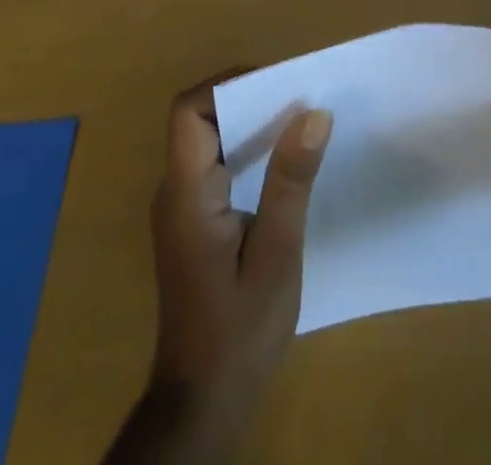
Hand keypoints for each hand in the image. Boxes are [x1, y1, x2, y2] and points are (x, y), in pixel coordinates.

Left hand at [107, 74, 331, 463]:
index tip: (278, 84)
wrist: (202, 406)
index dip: (228, 85)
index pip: (189, 111)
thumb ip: (291, 181)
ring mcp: (180, 209)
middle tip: (299, 100)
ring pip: (207, 141)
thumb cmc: (240, 332)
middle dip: (247, 99)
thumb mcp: (277, 254)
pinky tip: (282, 166)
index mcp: (187, 193)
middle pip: (199, 120)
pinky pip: (214, 166)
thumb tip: (315, 112)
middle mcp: (174, 192)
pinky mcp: (192, 225)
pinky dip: (245, 152)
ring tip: (299, 124)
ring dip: (249, 125)